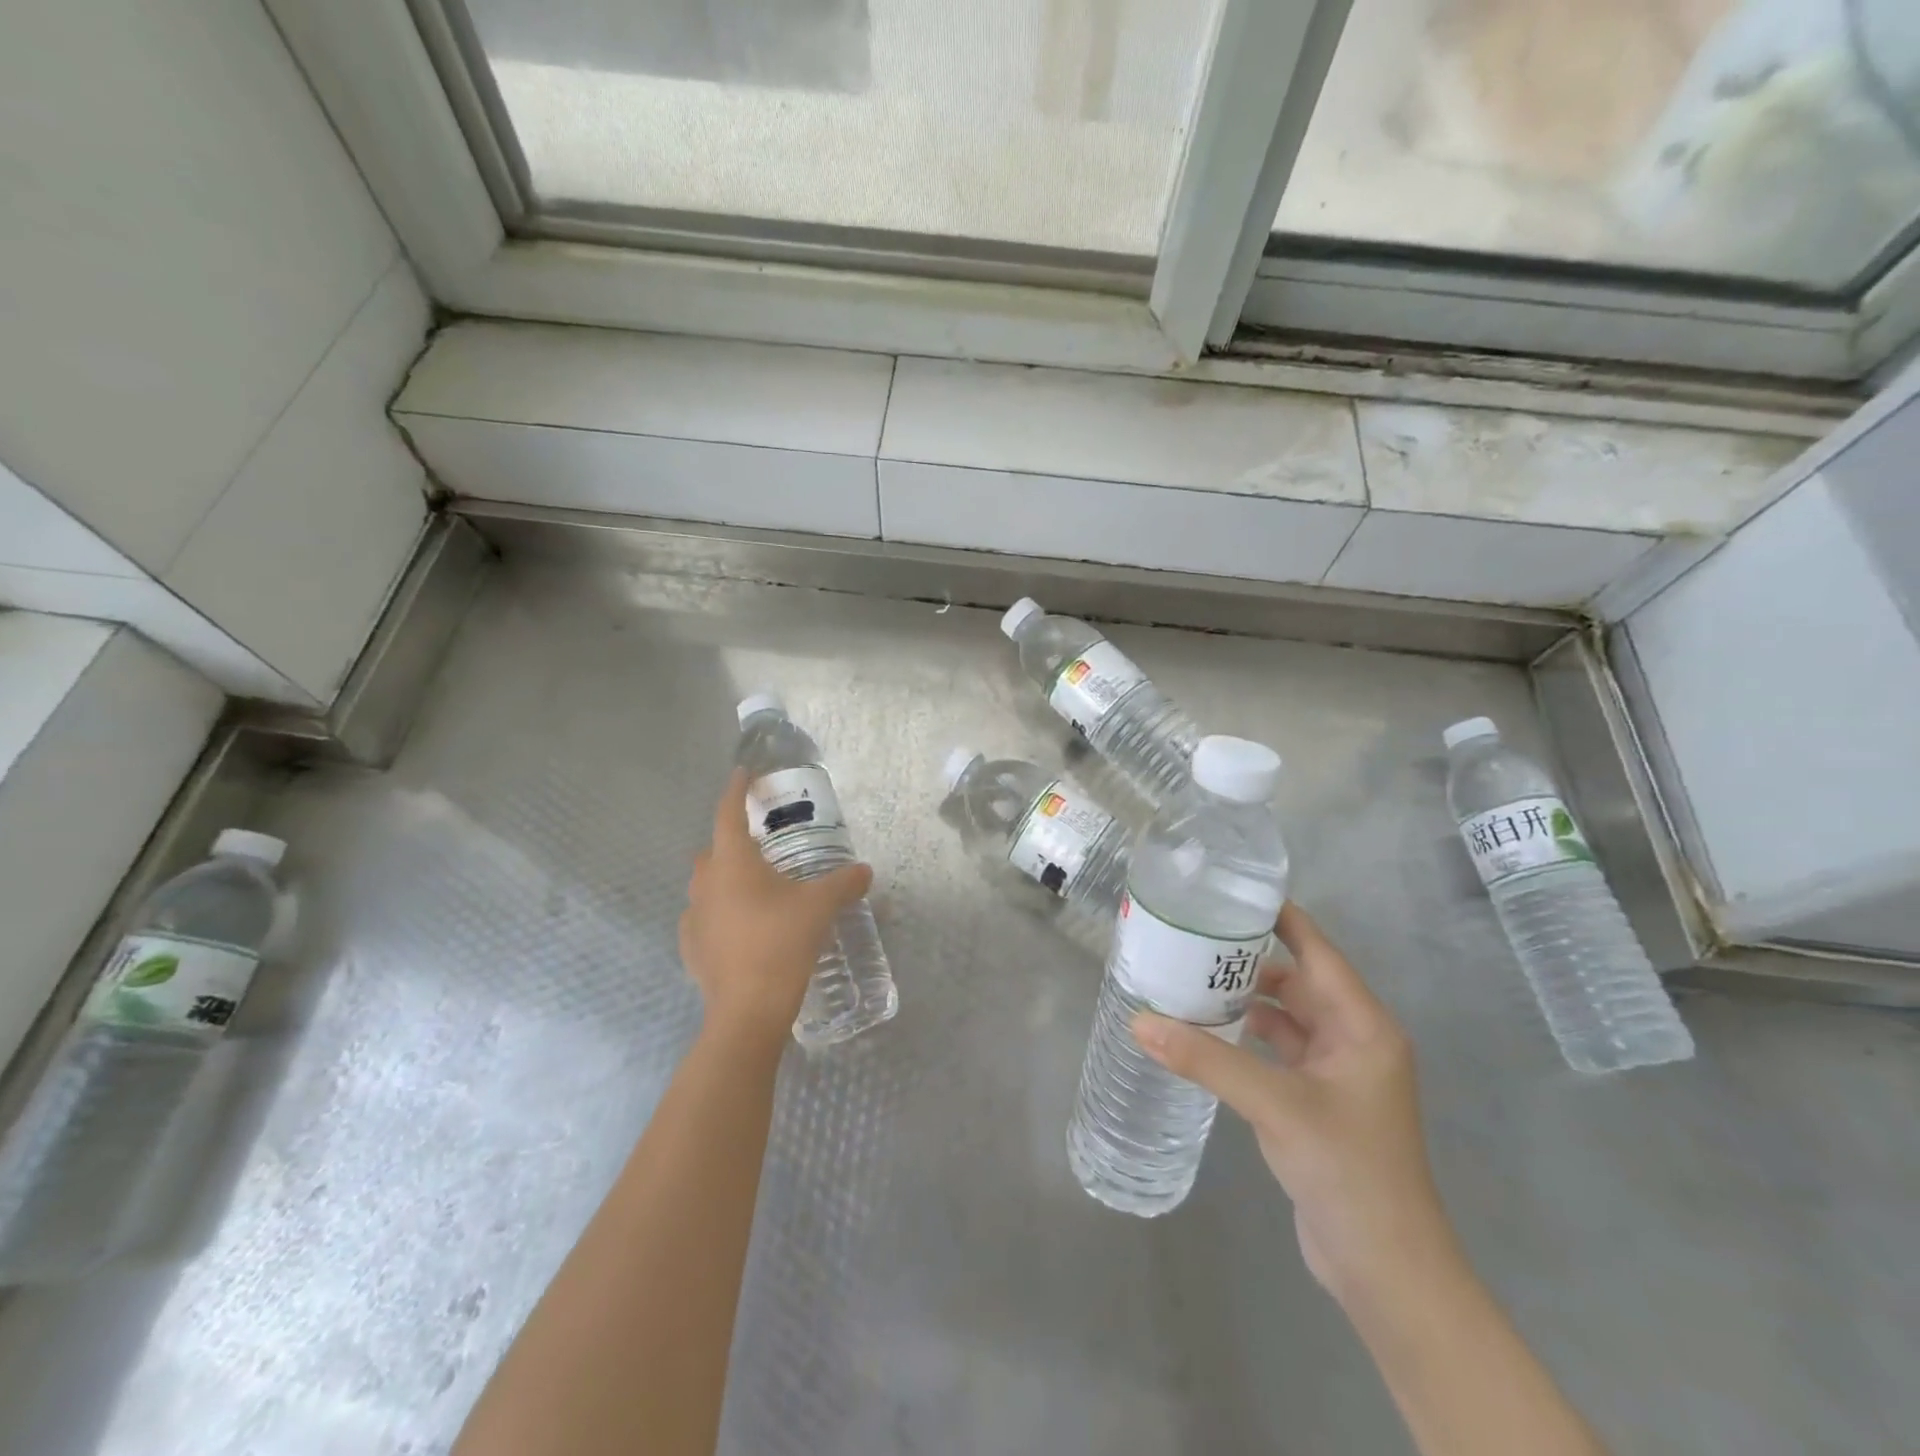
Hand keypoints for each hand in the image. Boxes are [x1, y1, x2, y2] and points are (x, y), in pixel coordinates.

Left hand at [679, 769, 873, 1047]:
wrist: (748, 1009)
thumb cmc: (782, 943)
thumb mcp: (821, 907)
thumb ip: (844, 882)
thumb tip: (865, 871)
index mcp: (733, 862)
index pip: (728, 812)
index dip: (736, 790)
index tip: (743, 774)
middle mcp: (706, 883)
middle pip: (713, 849)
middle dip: (732, 840)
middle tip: (761, 845)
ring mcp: (693, 917)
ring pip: (706, 885)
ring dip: (725, 879)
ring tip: (754, 889)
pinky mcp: (691, 948)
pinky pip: (703, 918)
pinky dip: (718, 913)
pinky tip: (739, 927)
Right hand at [1133, 903, 1459, 1311]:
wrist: (1386, 1270)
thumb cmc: (1349, 1171)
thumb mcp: (1276, 1104)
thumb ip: (1208, 1060)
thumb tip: (1140, 1020)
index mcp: (1362, 1025)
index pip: (1316, 950)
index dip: (1278, 917)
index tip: (1229, 891)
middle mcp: (1353, 1038)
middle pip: (1297, 980)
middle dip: (1248, 959)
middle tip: (1192, 935)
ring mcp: (1335, 1072)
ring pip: (1284, 1017)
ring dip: (1243, 1000)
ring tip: (1188, 976)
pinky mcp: (1316, 1101)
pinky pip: (1276, 1050)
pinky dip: (1244, 1037)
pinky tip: (1204, 1031)